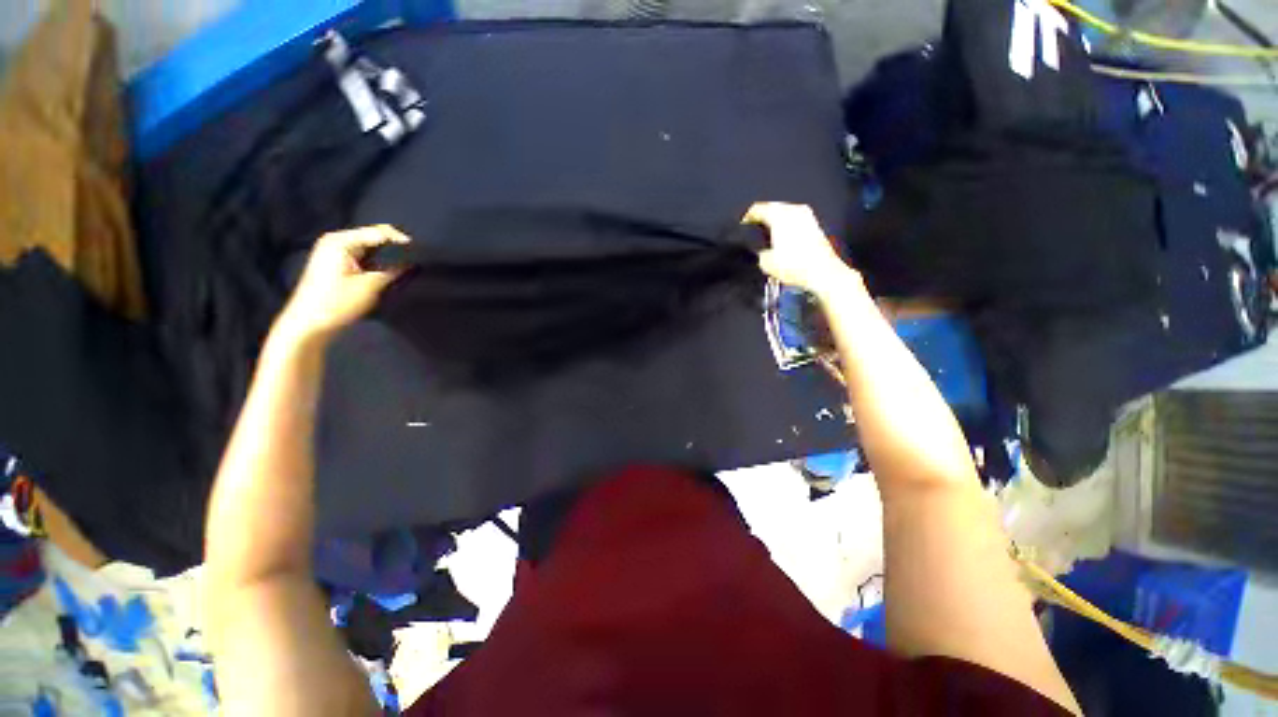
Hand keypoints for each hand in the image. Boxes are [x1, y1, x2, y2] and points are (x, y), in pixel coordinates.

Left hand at [275, 225, 409, 343]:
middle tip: (416, 259)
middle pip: (373, 237)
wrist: (309, 323)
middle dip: (394, 247)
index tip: (421, 252)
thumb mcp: (370, 286)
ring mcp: (334, 252)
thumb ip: (392, 271)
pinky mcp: (336, 263)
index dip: (401, 240)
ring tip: (407, 265)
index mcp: (341, 241)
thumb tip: (411, 263)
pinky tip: (390, 271)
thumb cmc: (337, 302)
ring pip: (370, 247)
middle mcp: (337, 241)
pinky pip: (363, 256)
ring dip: (387, 256)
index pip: (379, 232)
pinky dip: (377, 262)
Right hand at [743, 202, 857, 297]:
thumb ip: (757, 252)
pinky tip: (783, 238)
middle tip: (752, 227)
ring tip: (767, 233)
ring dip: (776, 220)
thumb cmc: (795, 266)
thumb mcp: (765, 262)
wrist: (822, 273)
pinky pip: (795, 220)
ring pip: (785, 213)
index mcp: (779, 215)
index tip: (741, 224)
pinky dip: (787, 226)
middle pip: (772, 207)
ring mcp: (807, 216)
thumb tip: (757, 250)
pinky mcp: (815, 226)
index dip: (746, 217)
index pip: (757, 208)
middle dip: (762, 216)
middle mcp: (793, 210)